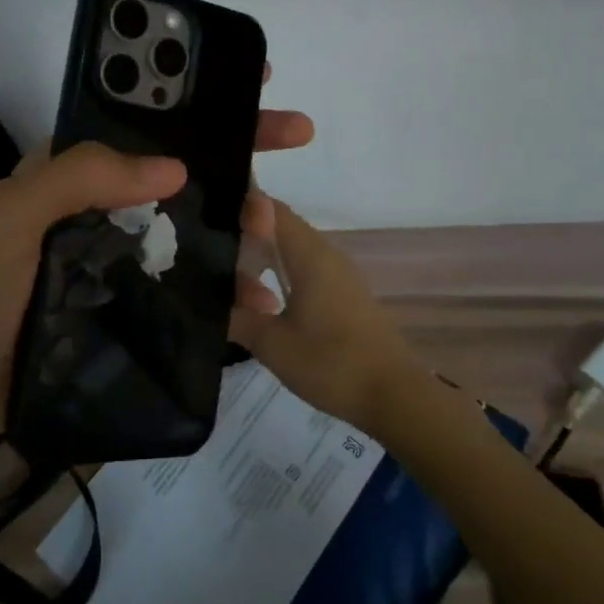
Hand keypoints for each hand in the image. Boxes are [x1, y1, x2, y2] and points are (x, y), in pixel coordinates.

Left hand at [0, 75, 315, 442]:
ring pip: (198, 218)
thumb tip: (175, 167)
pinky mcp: (140, 297)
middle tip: (298, 130)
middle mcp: (107, 200)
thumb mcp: (8, 217)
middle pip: (183, 162)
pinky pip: (194, 276)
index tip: (250, 80)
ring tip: (274, 230)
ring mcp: (127, 249)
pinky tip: (259, 294)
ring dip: (244, 215)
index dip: (194, 95)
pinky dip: (230, 280)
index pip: (142, 118)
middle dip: (241, 142)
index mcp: (75, 167)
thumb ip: (77, 177)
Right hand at [229, 199, 423, 434]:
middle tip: (211, 258)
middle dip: (245, 238)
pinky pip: (307, 271)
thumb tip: (209, 303)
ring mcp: (340, 274)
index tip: (208, 218)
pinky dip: (282, 277)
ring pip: (293, 252)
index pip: (269, 209)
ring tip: (234, 287)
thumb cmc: (332, 364)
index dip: (239, 207)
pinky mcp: (346, 295)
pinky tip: (267, 306)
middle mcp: (326, 254)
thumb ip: (237, 317)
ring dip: (264, 262)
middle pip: (280, 228)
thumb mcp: (273, 345)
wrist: (395, 396)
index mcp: (309, 254)